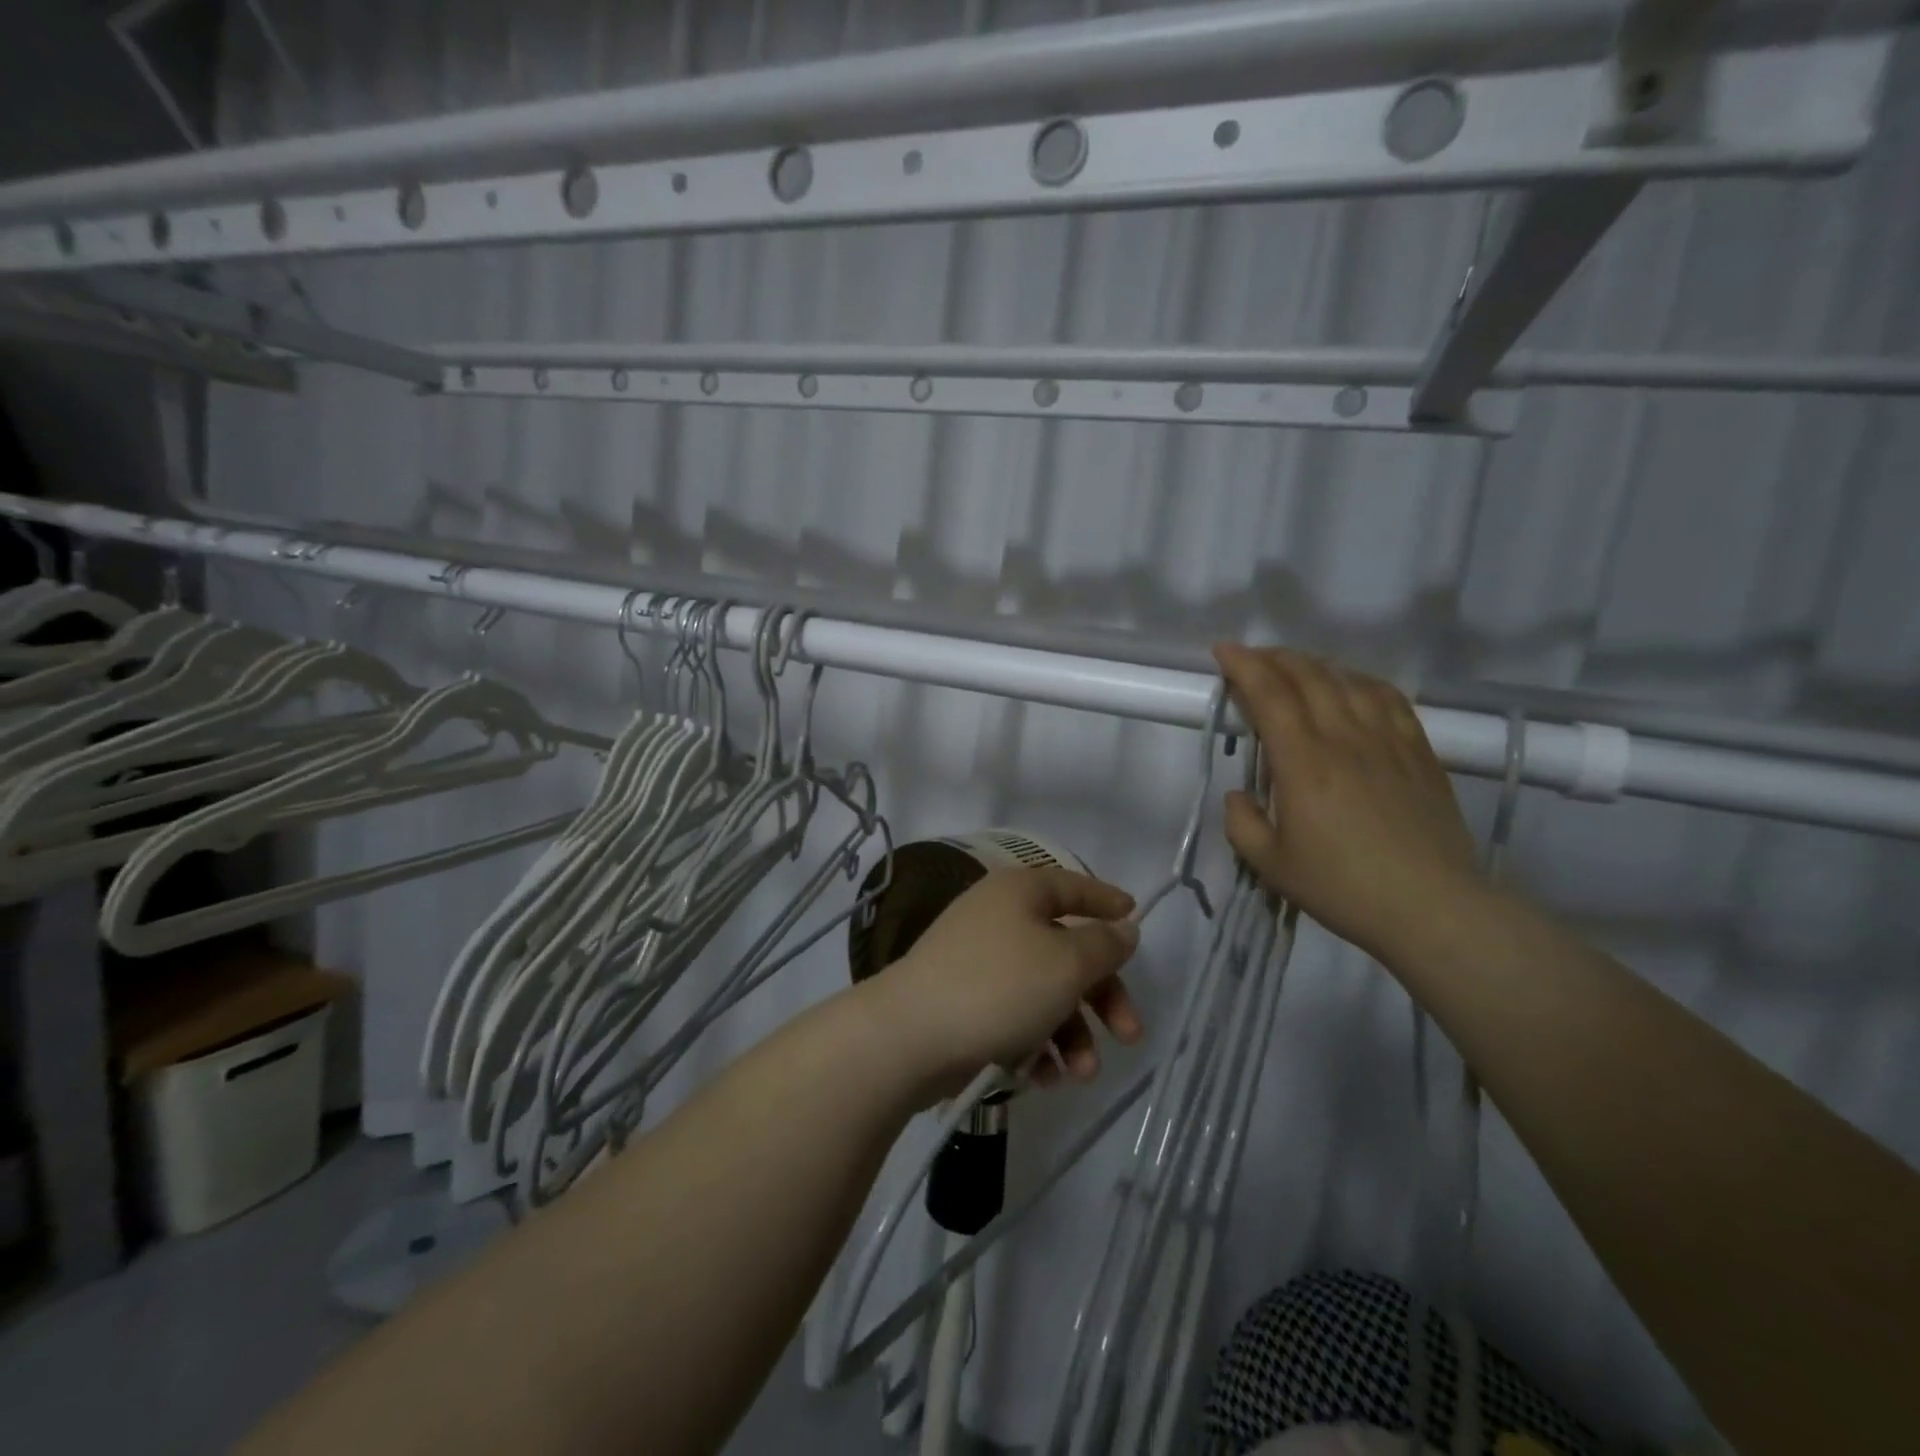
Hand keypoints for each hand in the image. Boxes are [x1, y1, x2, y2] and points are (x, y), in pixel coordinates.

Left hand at [866, 867, 1142, 1101]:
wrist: (910, 1036)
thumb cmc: (999, 987)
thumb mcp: (1066, 963)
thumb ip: (1103, 944)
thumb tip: (1123, 927)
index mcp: (1019, 893)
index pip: (1073, 886)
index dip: (1107, 900)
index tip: (1136, 918)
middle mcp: (998, 918)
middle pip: (1066, 949)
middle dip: (1102, 996)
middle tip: (1130, 1035)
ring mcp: (978, 961)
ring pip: (1044, 990)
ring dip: (1072, 1032)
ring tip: (1082, 1073)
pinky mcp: (965, 1001)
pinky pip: (1015, 1014)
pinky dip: (1036, 1043)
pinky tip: (1043, 1078)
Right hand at [1213, 644, 1481, 968]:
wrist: (1432, 908)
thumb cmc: (1343, 887)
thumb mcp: (1270, 864)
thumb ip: (1241, 823)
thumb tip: (1240, 795)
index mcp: (1303, 762)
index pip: (1269, 694)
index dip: (1243, 665)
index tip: (1223, 650)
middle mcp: (1345, 737)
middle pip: (1308, 676)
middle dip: (1273, 658)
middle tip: (1251, 658)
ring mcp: (1388, 740)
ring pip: (1347, 680)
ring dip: (1314, 665)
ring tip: (1295, 669)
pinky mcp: (1419, 751)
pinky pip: (1389, 698)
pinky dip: (1361, 681)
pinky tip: (1352, 686)